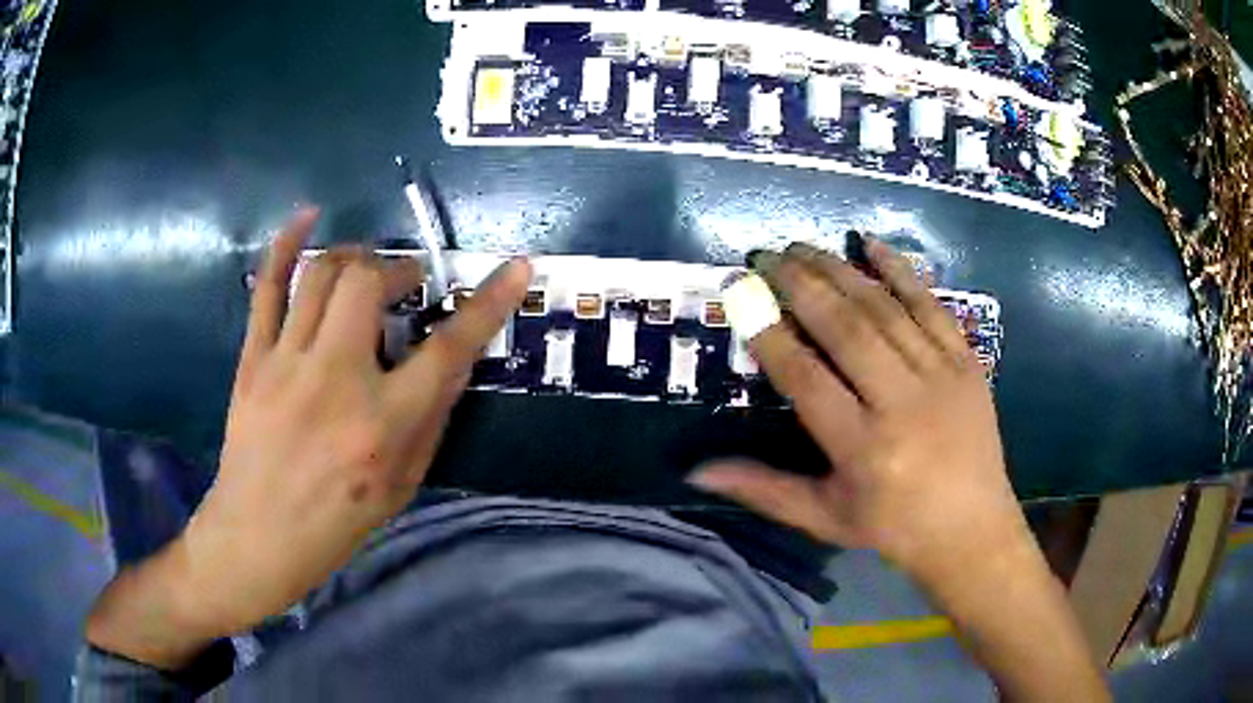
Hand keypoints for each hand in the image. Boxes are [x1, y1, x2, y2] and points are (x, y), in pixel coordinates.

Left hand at [86, 208, 531, 665]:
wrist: (257, 536)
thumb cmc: (337, 523)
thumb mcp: (402, 484)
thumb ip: (431, 418)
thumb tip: (451, 360)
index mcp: (381, 425)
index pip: (447, 349)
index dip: (489, 304)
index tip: (517, 267)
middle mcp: (334, 381)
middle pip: (368, 283)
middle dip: (397, 269)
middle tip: (405, 286)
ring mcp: (286, 363)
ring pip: (323, 273)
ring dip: (356, 257)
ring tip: (367, 269)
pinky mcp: (253, 358)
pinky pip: (267, 285)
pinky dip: (287, 242)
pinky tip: (308, 215)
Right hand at [692, 239, 1024, 579]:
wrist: (972, 528)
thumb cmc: (893, 527)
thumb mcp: (824, 517)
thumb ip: (763, 489)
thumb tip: (697, 472)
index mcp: (863, 449)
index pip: (807, 379)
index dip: (770, 334)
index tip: (741, 295)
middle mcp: (902, 404)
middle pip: (847, 330)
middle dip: (802, 286)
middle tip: (768, 256)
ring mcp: (941, 377)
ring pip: (885, 311)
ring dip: (841, 272)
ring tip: (804, 248)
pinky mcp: (967, 362)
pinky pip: (932, 306)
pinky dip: (901, 271)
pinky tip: (872, 243)